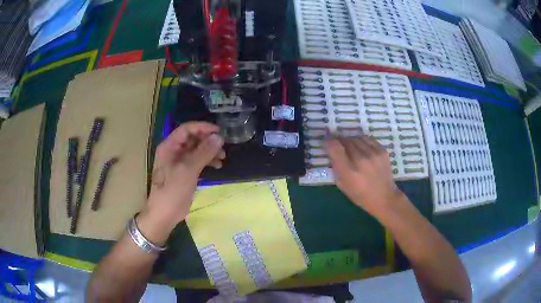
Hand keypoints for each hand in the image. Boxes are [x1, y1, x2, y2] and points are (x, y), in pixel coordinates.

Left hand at [138, 122, 224, 240]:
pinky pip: (197, 161)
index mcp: (169, 146)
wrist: (164, 214)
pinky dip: (207, 161)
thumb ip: (203, 152)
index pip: (186, 129)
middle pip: (193, 138)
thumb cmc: (172, 190)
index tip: (219, 131)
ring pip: (196, 150)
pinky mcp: (185, 172)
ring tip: (223, 157)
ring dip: (210, 151)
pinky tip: (217, 166)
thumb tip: (219, 137)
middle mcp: (173, 151)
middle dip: (208, 141)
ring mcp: (179, 162)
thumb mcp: (188, 170)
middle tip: (223, 146)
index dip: (203, 127)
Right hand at [325, 134, 403, 217]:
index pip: (335, 147)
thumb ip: (336, 166)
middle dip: (340, 141)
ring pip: (356, 138)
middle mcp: (360, 160)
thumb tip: (331, 149)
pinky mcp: (382, 150)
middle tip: (339, 145)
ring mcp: (373, 154)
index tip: (327, 136)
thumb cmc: (360, 194)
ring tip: (351, 147)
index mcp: (348, 171)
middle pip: (345, 140)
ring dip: (351, 141)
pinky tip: (362, 147)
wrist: (384, 197)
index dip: (329, 139)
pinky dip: (362, 141)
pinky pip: (367, 139)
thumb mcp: (342, 184)